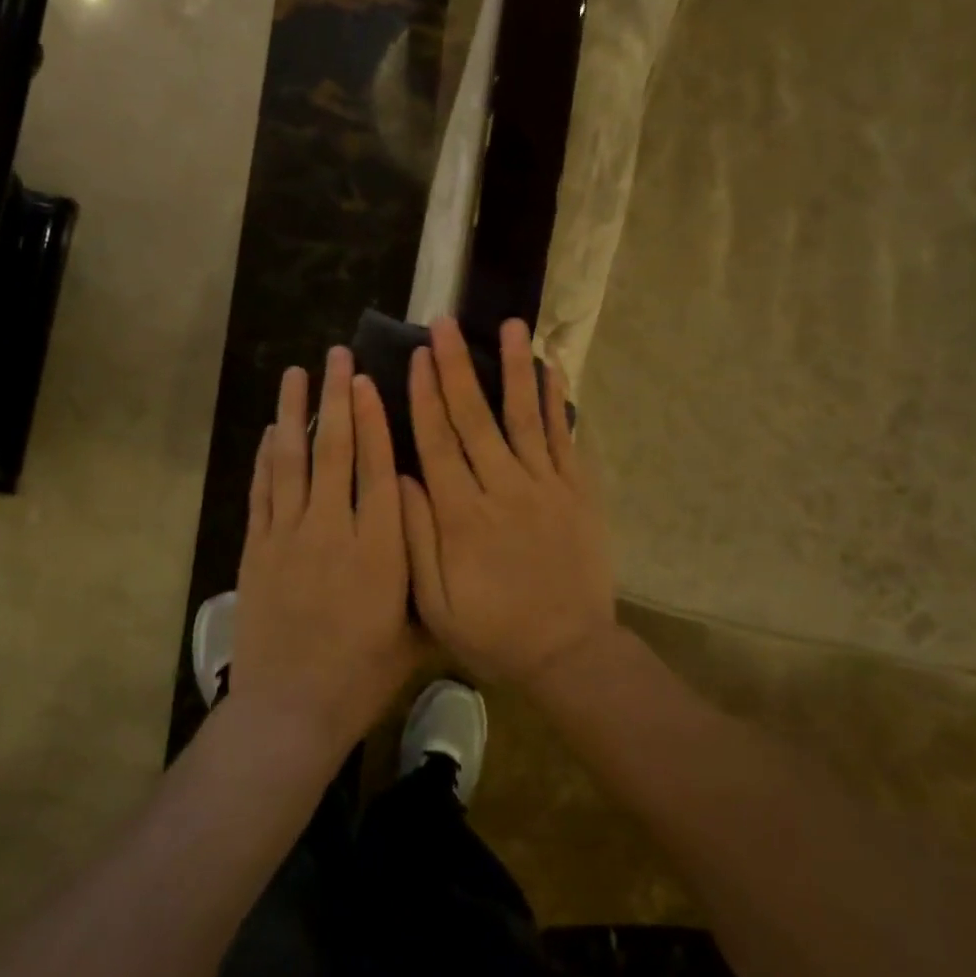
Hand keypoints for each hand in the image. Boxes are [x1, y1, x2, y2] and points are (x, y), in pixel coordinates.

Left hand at [233, 347, 422, 752]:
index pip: (376, 469)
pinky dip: (267, 457)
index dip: (374, 420)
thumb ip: (425, 570)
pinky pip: (262, 492)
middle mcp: (333, 531)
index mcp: (379, 550)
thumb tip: (434, 516)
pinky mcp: (257, 550)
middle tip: (338, 356)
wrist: (291, 710)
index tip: (371, 381)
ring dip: (295, 412)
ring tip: (298, 373)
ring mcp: (288, 537)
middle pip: (334, 451)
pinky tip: (273, 430)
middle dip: (337, 399)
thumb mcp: (416, 629)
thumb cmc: (363, 675)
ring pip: (293, 461)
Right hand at [399, 318, 616, 685]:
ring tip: (508, 325)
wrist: (570, 653)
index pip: (437, 442)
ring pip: (525, 417)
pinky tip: (550, 369)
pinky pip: (565, 438)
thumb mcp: (437, 602)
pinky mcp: (577, 491)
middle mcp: (503, 488)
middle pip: (475, 418)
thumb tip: (399, 478)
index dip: (424, 396)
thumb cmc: (495, 631)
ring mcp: (546, 486)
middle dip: (456, 367)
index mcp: (463, 515)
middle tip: (444, 323)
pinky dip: (557, 402)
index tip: (416, 356)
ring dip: (513, 368)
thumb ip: (415, 538)